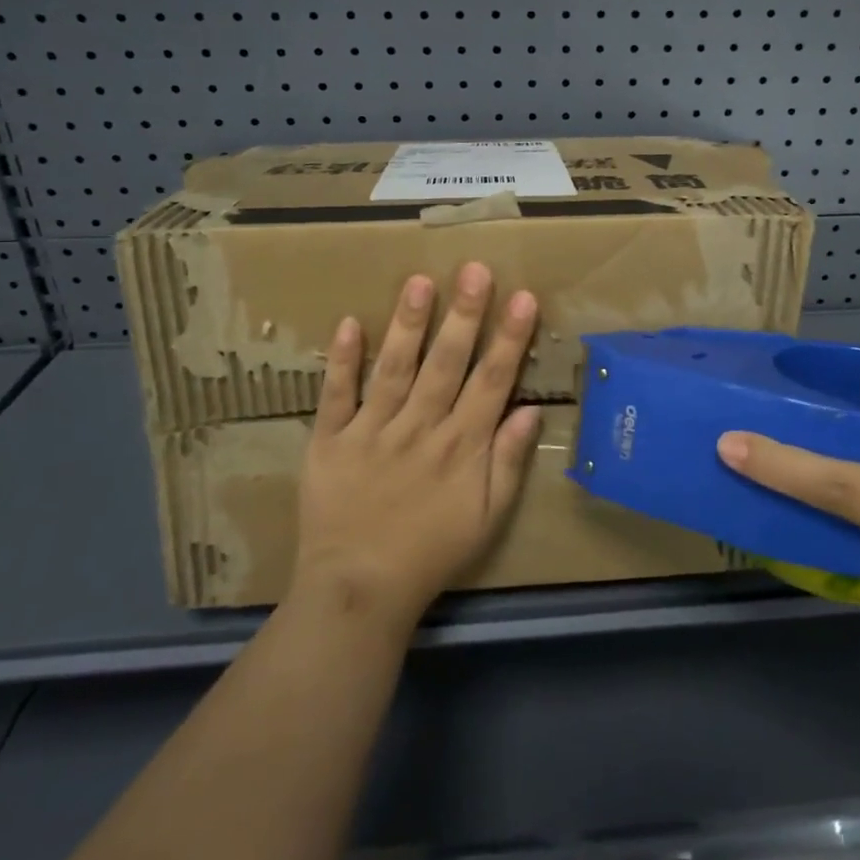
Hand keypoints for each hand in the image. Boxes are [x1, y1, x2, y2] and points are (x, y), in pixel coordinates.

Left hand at [291, 262, 541, 628]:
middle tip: (474, 269)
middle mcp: (420, 429)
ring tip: (420, 282)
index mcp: (461, 446)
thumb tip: (529, 411)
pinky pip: (335, 397)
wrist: (359, 590)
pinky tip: (348, 323)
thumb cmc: (432, 552)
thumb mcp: (487, 517)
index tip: (523, 297)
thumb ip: (508, 462)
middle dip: (464, 315)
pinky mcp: (329, 442)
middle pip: (446, 364)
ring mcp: (371, 432)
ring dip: (408, 325)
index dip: (510, 339)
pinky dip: (341, 361)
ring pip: (394, 370)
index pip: (492, 382)